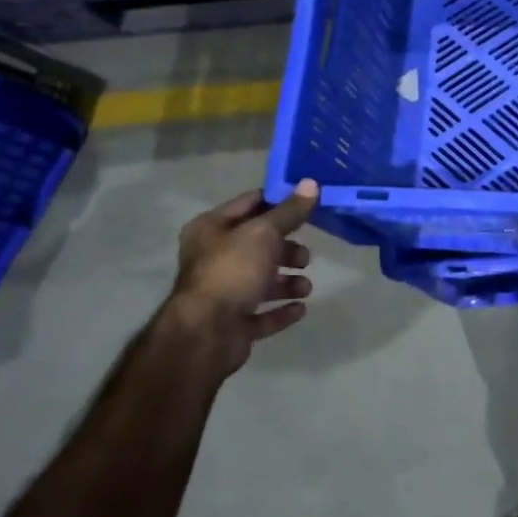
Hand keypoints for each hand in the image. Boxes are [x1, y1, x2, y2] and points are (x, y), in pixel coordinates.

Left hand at [170, 182, 318, 369]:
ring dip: (288, 282)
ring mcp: (223, 293)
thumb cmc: (232, 271)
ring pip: (262, 281)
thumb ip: (289, 211)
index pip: (250, 204)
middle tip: (305, 257)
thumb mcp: (264, 233)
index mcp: (211, 229)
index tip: (309, 205)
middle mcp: (213, 258)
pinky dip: (282, 310)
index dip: (280, 202)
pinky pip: (263, 313)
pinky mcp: (233, 323)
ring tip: (305, 287)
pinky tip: (300, 308)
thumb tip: (311, 183)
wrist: (207, 333)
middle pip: (259, 246)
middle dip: (287, 250)